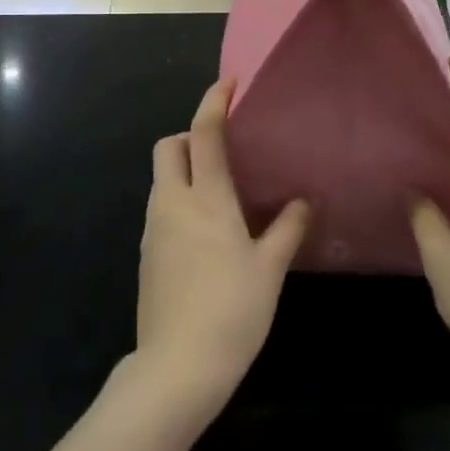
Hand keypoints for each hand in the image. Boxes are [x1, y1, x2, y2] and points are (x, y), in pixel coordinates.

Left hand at [134, 81, 309, 418]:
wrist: (177, 367)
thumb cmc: (232, 311)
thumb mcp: (269, 269)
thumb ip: (287, 228)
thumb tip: (304, 201)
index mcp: (205, 199)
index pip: (204, 134)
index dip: (213, 102)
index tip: (228, 83)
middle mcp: (172, 204)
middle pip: (167, 147)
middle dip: (189, 136)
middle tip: (223, 152)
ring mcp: (153, 229)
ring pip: (162, 179)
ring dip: (184, 170)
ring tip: (220, 192)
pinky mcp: (145, 254)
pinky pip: (160, 208)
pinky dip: (178, 200)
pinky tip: (205, 230)